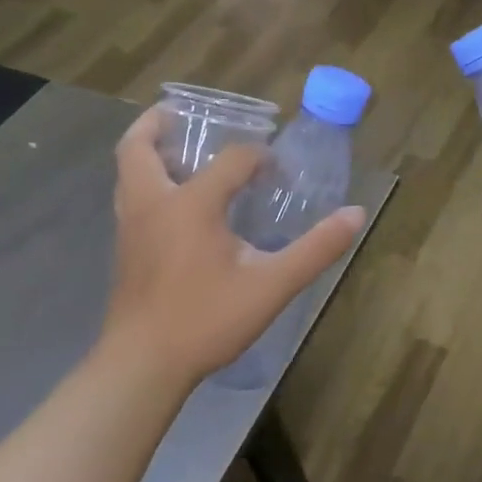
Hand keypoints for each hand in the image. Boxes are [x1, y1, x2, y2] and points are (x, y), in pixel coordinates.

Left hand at [102, 108, 364, 388]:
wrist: (141, 367)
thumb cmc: (206, 320)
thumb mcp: (272, 285)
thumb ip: (316, 248)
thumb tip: (356, 214)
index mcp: (190, 204)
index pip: (231, 160)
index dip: (258, 157)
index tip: (277, 169)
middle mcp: (153, 204)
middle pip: (139, 148)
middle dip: (158, 124)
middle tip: (183, 114)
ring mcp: (131, 227)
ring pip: (127, 172)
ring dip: (147, 151)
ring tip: (175, 149)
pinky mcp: (125, 249)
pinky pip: (130, 197)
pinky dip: (146, 180)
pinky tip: (174, 202)